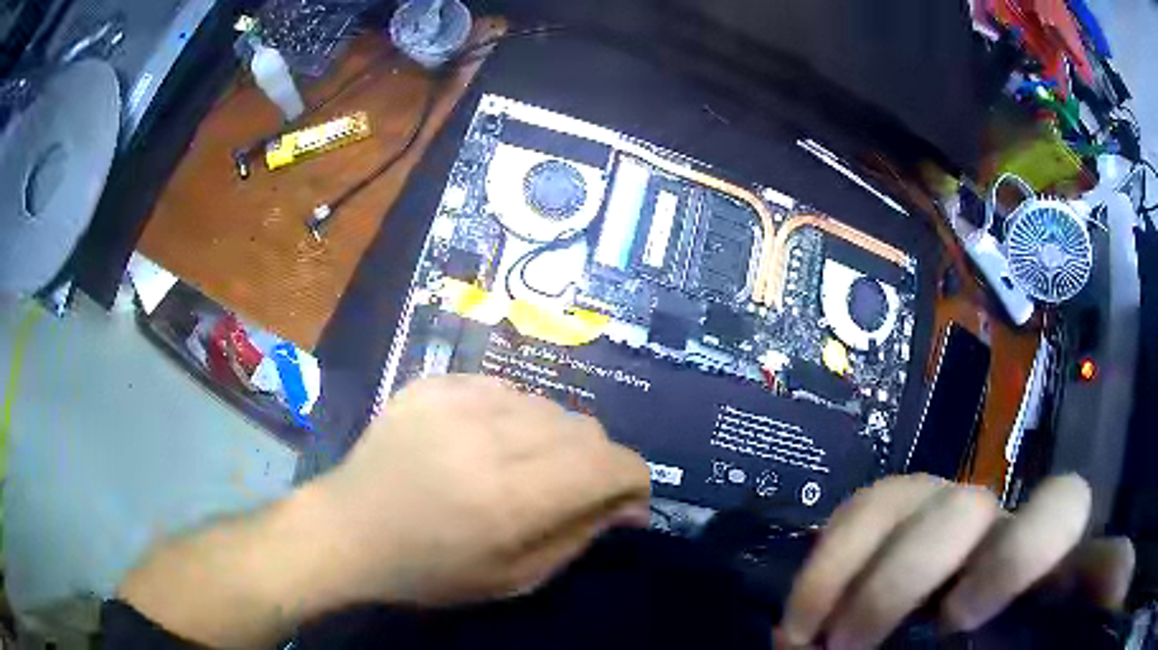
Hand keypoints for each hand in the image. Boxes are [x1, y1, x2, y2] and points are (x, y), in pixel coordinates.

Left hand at [311, 374, 651, 605]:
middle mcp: (488, 438)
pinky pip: (503, 388)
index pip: (609, 463)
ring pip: (546, 405)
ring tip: (519, 466)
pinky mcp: (433, 384)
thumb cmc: (431, 570)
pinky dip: (510, 416)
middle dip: (594, 462)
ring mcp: (455, 401)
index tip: (625, 499)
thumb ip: (580, 535)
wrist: (348, 529)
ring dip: (551, 438)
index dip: (632, 478)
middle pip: (584, 428)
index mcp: (510, 498)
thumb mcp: (515, 578)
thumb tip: (630, 505)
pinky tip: (482, 442)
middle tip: (568, 490)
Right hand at [778, 474, 1134, 648]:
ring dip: (851, 568)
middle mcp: (995, 533)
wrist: (962, 646)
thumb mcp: (1062, 636)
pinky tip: (801, 620)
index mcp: (1040, 561)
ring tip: (813, 639)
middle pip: (965, 506)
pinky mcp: (894, 535)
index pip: (1058, 509)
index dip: (1017, 550)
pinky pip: (861, 512)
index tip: (960, 620)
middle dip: (907, 575)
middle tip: (856, 648)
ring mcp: (940, 530)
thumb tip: (1115, 573)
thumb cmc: (1025, 648)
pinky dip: (825, 562)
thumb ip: (1102, 592)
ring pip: (904, 497)